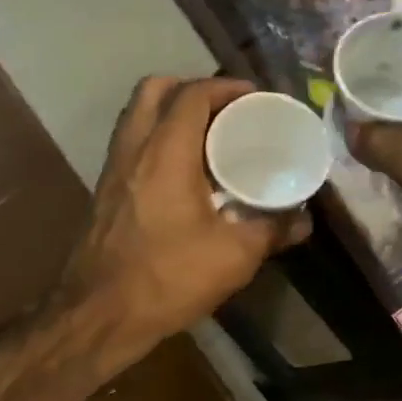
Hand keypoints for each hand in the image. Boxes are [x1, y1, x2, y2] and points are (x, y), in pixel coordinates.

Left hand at [56, 77, 311, 362]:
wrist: (98, 314)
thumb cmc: (167, 278)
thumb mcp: (233, 256)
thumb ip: (271, 230)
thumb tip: (303, 220)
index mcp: (165, 152)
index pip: (192, 94)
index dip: (225, 86)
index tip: (254, 97)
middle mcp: (133, 149)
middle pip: (153, 90)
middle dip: (191, 88)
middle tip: (224, 110)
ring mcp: (112, 169)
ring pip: (136, 116)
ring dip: (169, 113)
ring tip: (207, 137)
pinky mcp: (104, 191)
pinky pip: (131, 144)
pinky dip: (156, 140)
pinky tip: (183, 173)